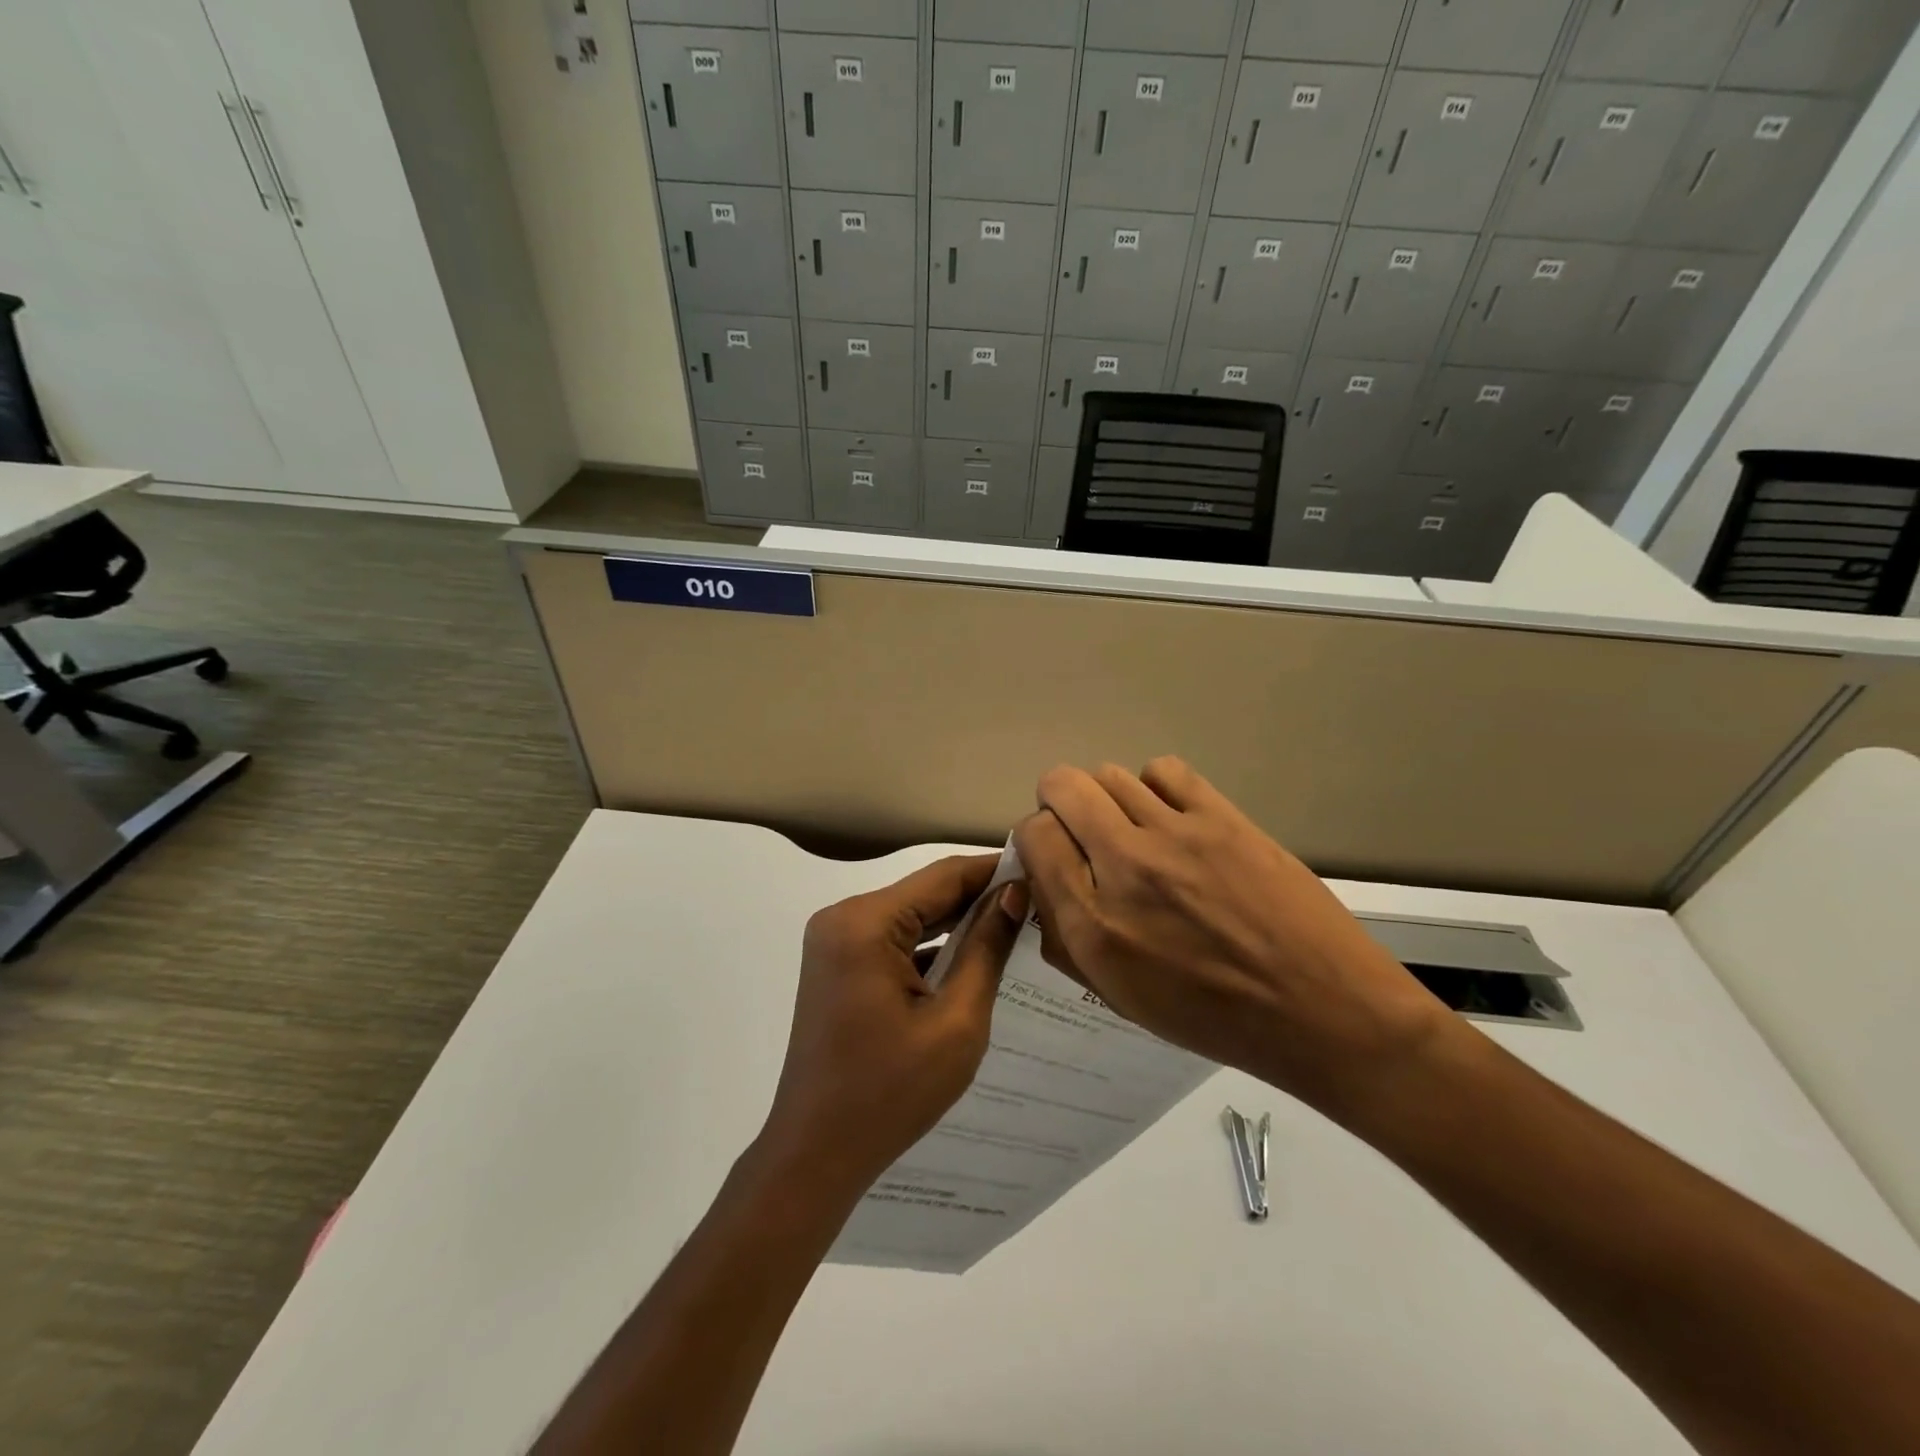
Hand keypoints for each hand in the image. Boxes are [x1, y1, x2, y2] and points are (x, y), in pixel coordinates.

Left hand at [759, 855, 1025, 1197]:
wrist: (816, 1153)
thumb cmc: (891, 1092)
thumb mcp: (956, 1021)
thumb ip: (986, 949)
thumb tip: (1014, 894)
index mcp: (865, 923)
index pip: (944, 876)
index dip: (994, 870)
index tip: (1041, 868)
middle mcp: (843, 917)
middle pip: (925, 893)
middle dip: (980, 897)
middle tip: (1038, 899)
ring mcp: (835, 941)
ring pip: (910, 915)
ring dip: (958, 921)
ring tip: (1016, 922)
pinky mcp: (837, 964)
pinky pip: (893, 940)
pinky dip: (931, 946)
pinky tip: (973, 954)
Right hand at [1012, 757, 1450, 1121]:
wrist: (1322, 1010)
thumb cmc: (1214, 1017)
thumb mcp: (1120, 997)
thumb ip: (1066, 938)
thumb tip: (1045, 882)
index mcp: (1094, 925)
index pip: (1033, 835)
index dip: (1036, 839)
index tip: (1054, 854)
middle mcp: (1125, 867)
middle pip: (1062, 787)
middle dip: (1058, 803)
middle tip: (1081, 830)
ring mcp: (1177, 834)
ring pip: (1109, 773)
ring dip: (1107, 798)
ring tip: (1132, 828)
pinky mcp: (1222, 816)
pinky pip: (1163, 770)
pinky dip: (1154, 787)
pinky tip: (1171, 818)